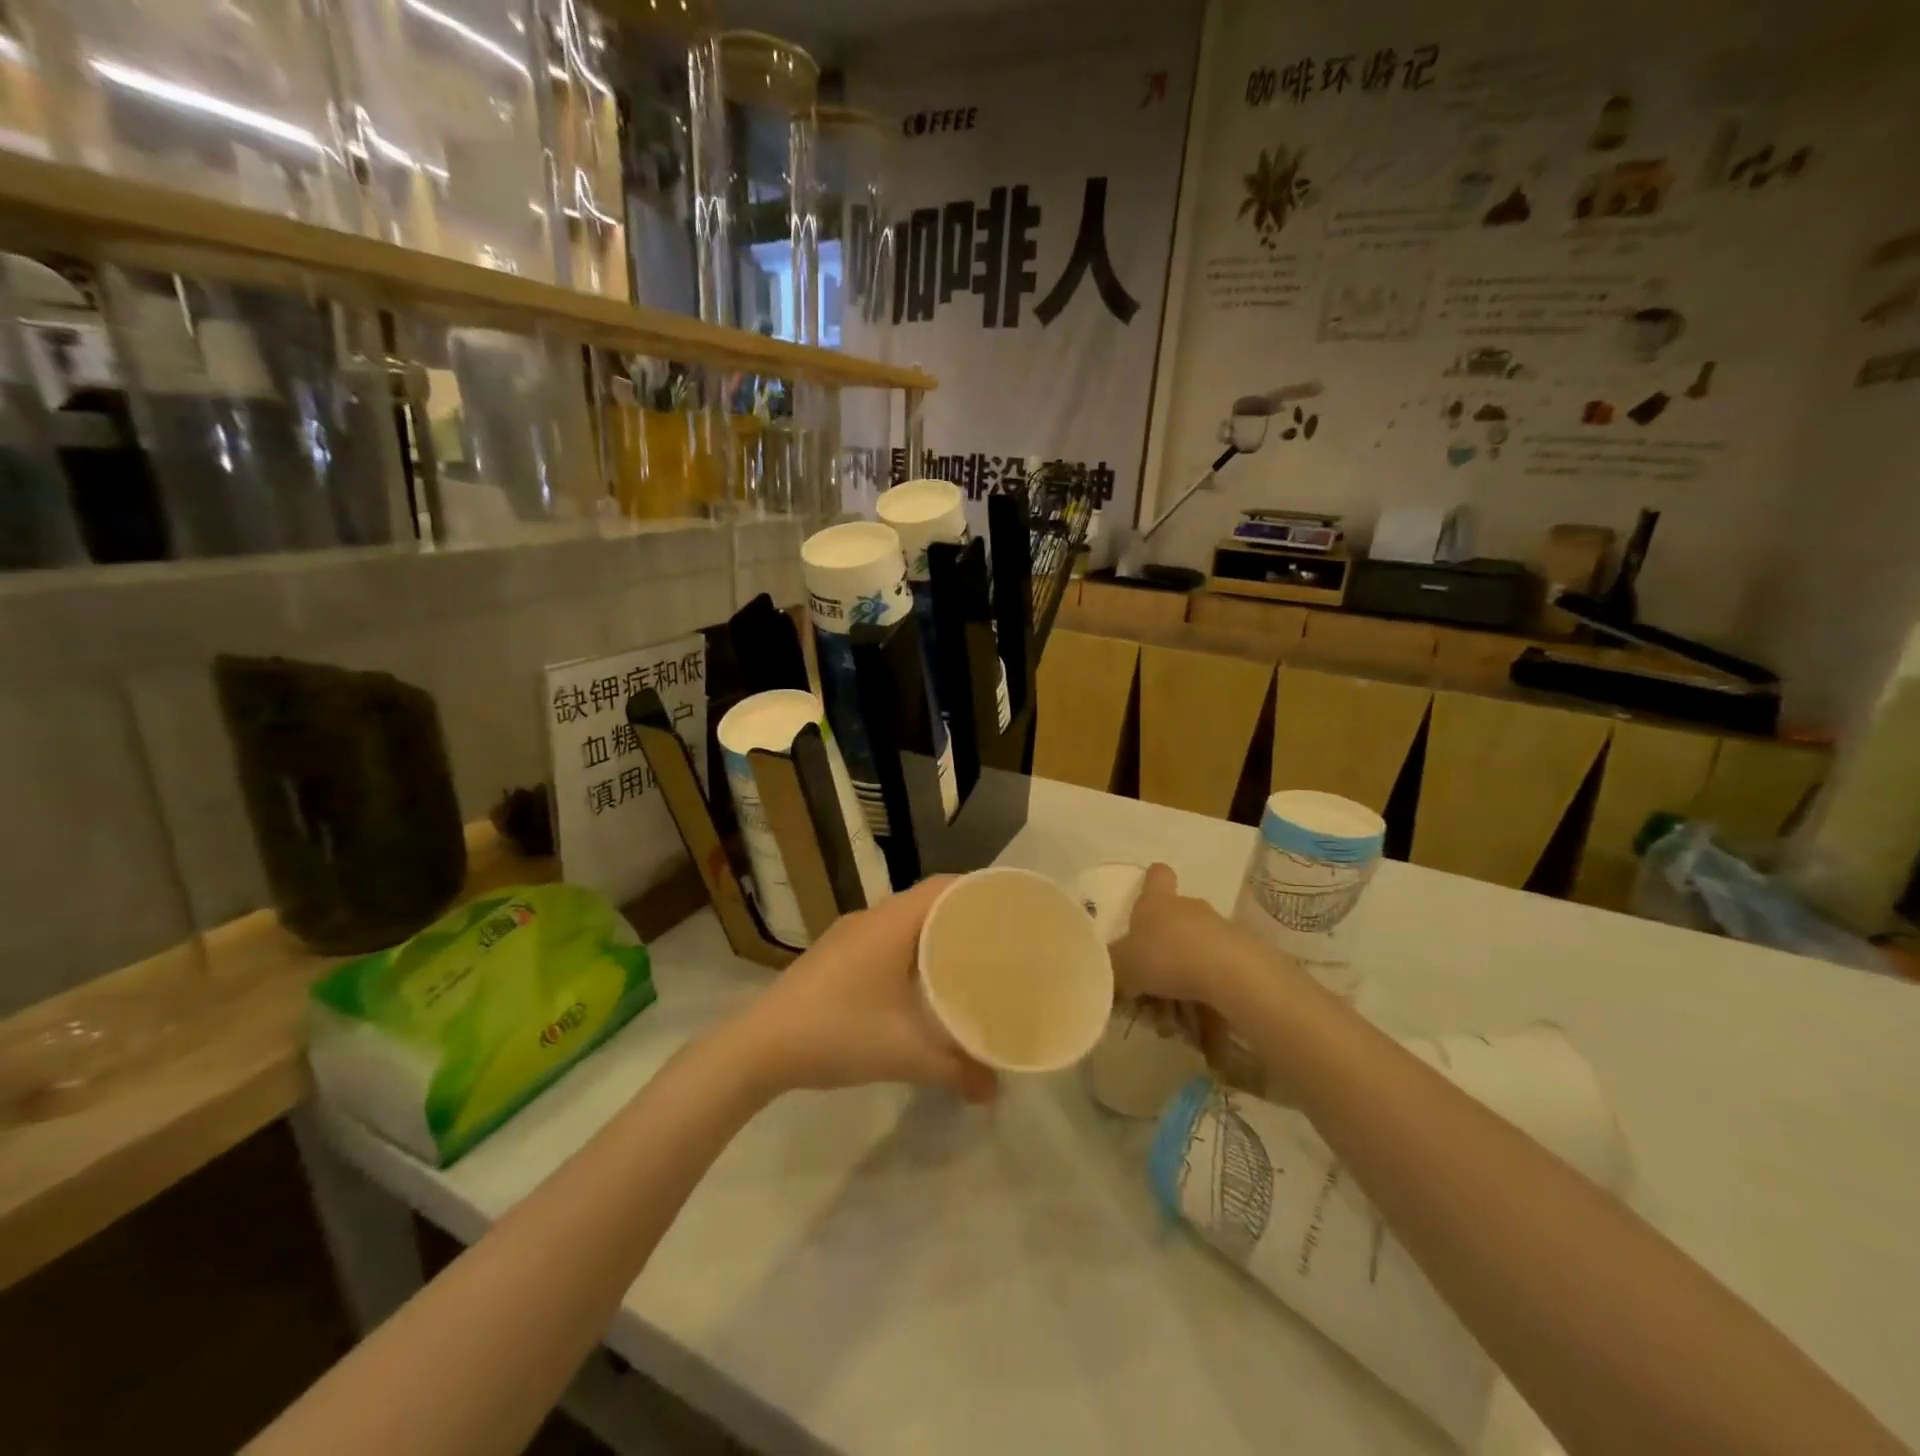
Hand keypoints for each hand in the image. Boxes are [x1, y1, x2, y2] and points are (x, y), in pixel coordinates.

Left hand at [726, 877, 997, 1102]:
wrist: (760, 1046)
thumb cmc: (839, 1032)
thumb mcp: (905, 1054)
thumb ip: (956, 1069)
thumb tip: (995, 1090)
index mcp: (892, 922)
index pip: (943, 886)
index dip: (977, 891)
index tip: (1008, 910)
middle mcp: (870, 918)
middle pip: (925, 901)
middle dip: (960, 915)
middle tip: (994, 940)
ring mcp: (846, 935)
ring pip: (901, 921)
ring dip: (930, 934)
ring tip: (963, 960)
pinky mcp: (832, 954)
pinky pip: (881, 937)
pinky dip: (906, 948)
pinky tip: (915, 982)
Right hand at [1110, 862, 1274, 1009]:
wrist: (1230, 974)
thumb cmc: (1166, 957)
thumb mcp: (1123, 966)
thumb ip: (1110, 967)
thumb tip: (1101, 970)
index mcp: (1158, 901)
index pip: (1157, 875)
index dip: (1151, 880)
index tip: (1146, 893)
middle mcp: (1189, 907)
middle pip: (1176, 917)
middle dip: (1164, 945)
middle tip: (1151, 980)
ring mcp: (1220, 928)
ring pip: (1196, 948)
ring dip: (1185, 974)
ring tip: (1175, 1014)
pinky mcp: (1244, 954)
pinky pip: (1218, 972)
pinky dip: (1208, 992)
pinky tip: (1201, 1019)